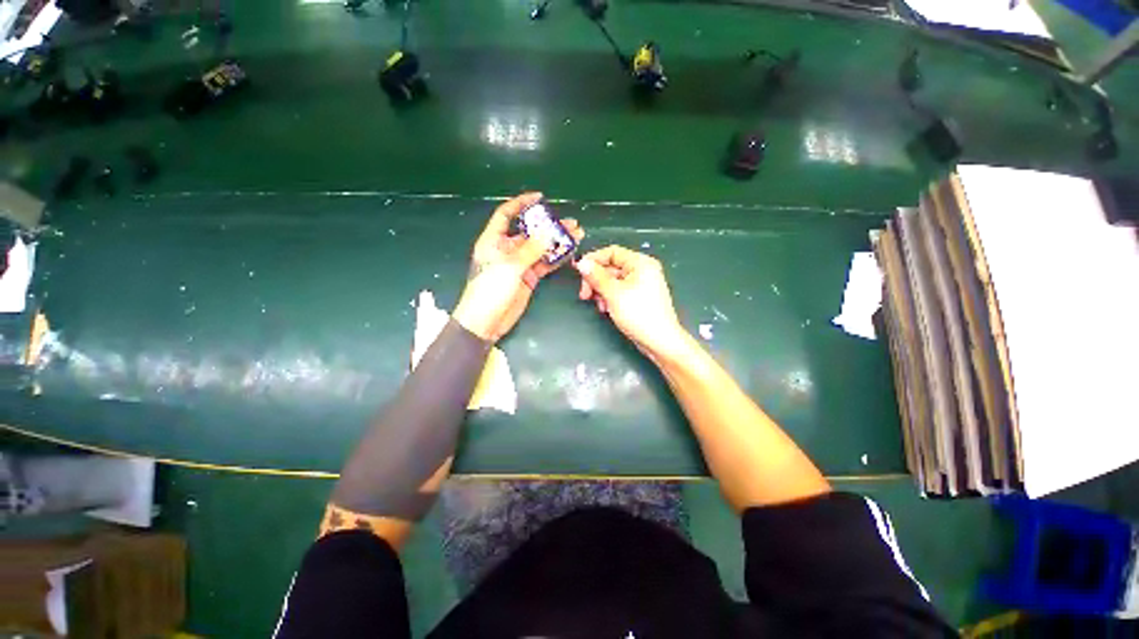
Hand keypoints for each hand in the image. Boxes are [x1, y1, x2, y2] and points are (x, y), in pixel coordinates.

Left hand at [453, 192, 584, 341]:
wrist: (486, 322)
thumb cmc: (490, 290)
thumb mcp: (509, 267)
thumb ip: (530, 249)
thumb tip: (549, 232)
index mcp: (494, 241)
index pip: (506, 214)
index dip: (521, 203)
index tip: (540, 197)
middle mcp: (507, 249)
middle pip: (529, 232)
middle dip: (549, 226)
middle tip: (570, 223)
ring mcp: (519, 264)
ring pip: (540, 248)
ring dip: (557, 242)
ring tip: (576, 235)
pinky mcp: (528, 278)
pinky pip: (544, 264)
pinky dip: (556, 258)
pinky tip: (569, 252)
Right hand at [574, 245, 687, 359]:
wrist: (660, 341)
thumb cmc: (638, 314)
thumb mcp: (614, 293)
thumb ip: (596, 277)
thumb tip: (581, 262)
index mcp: (640, 262)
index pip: (612, 252)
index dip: (593, 260)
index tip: (578, 272)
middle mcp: (642, 269)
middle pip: (611, 267)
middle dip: (596, 280)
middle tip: (585, 295)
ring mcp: (641, 284)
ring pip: (613, 280)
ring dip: (601, 291)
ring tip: (600, 306)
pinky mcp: (639, 297)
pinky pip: (619, 291)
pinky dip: (610, 297)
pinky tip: (606, 309)